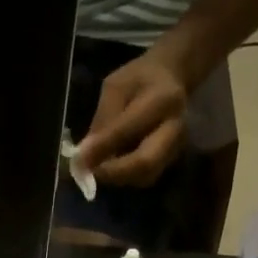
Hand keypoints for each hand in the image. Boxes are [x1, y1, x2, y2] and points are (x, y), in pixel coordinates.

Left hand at [76, 48, 188, 185]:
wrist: (172, 79)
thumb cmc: (139, 80)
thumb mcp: (116, 87)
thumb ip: (103, 119)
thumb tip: (85, 155)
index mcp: (163, 99)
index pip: (129, 129)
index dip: (102, 147)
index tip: (79, 158)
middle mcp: (176, 127)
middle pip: (146, 163)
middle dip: (114, 173)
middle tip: (90, 172)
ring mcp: (177, 147)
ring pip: (145, 176)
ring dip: (118, 178)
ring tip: (98, 169)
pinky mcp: (172, 160)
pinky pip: (146, 177)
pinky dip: (125, 178)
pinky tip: (111, 168)